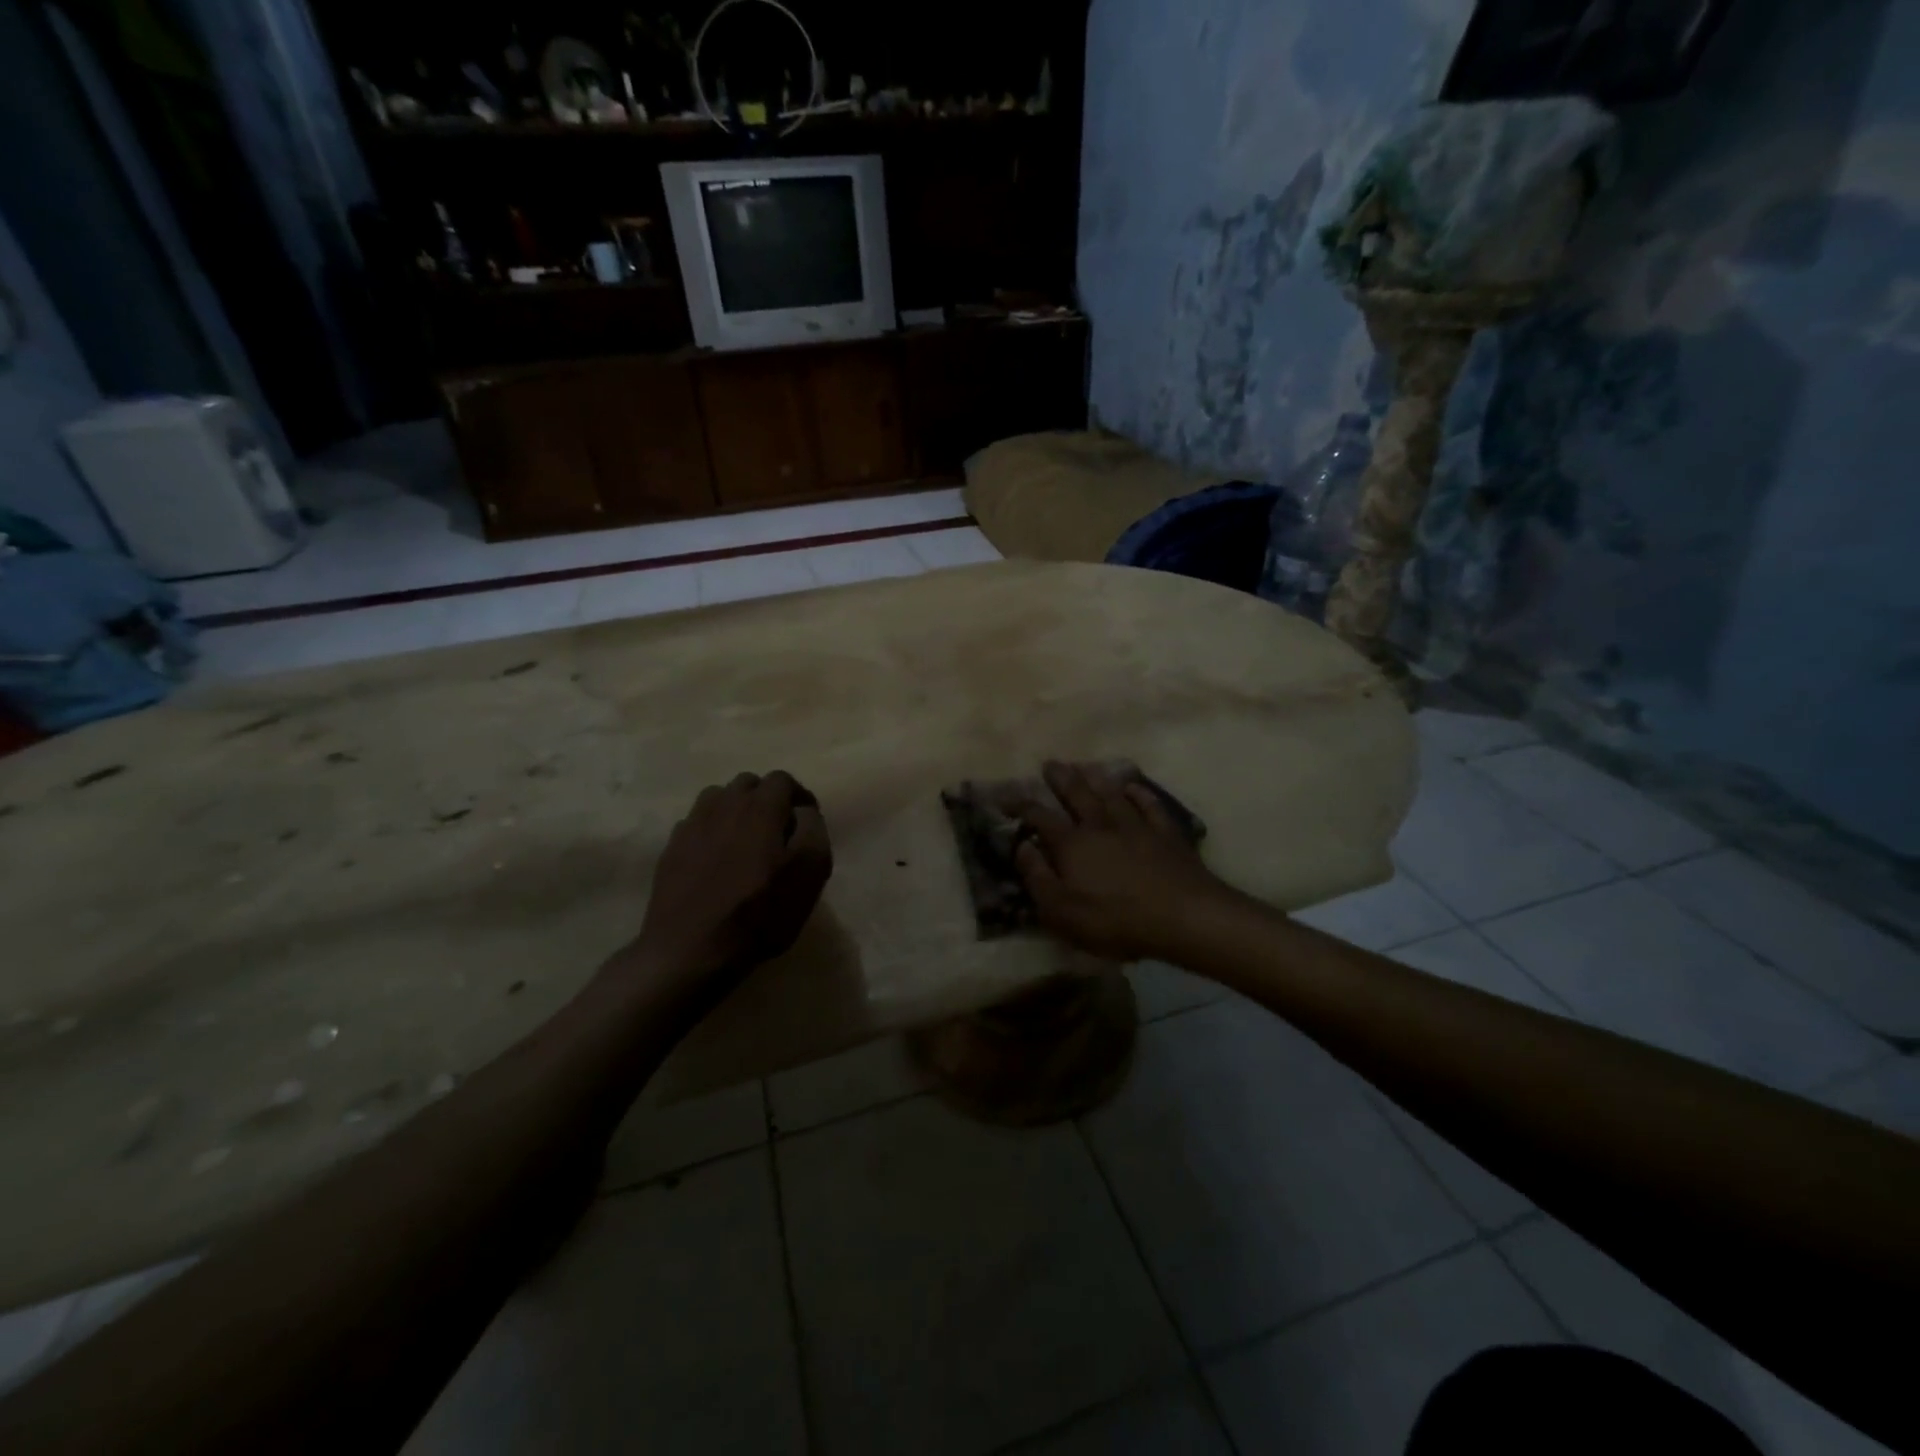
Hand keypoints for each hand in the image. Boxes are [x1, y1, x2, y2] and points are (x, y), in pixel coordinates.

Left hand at [631, 771, 832, 997]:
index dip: (799, 795)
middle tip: (778, 830)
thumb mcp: (810, 872)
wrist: (692, 950)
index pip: (782, 780)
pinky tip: (717, 859)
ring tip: (745, 840)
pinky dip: (711, 830)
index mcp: (760, 807)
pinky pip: (696, 824)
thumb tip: (803, 811)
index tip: (807, 820)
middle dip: (766, 799)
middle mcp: (723, 805)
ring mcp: (692, 825)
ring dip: (735, 810)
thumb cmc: (761, 913)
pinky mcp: (671, 848)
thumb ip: (813, 830)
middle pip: (748, 784)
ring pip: (717, 799)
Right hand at [1016, 761, 1233, 962]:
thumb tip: (1021, 846)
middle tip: (1050, 763)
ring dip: (1096, 778)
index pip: (1040, 817)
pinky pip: (1149, 805)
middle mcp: (1100, 826)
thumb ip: (1037, 877)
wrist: (1182, 916)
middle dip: (1061, 778)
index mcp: (1072, 844)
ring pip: (1111, 794)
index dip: (1020, 805)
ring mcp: (1136, 826)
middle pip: (1077, 795)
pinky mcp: (1165, 834)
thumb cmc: (1115, 920)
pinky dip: (1139, 793)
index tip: (1004, 796)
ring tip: (1085, 766)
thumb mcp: (1061, 911)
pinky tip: (1133, 786)